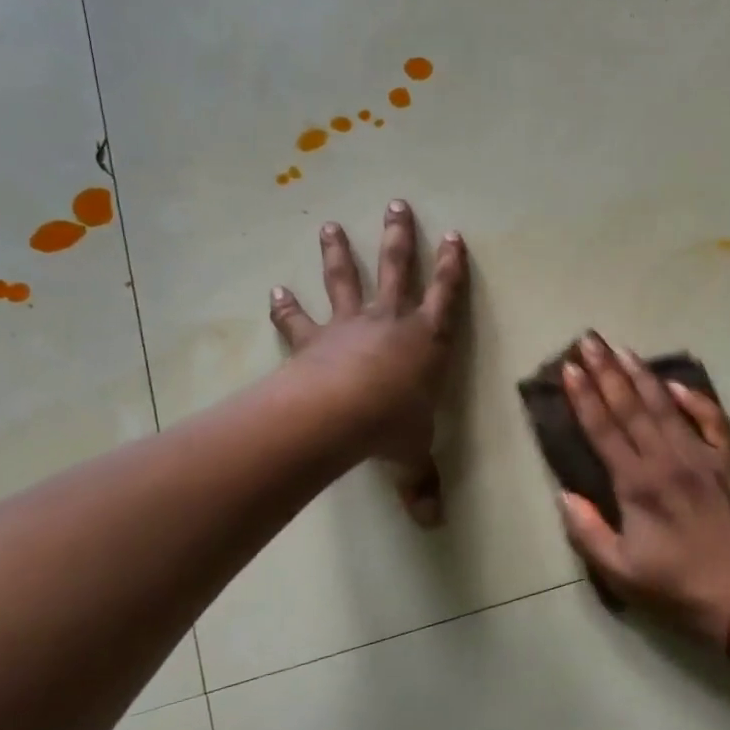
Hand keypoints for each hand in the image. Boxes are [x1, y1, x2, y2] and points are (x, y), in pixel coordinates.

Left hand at [270, 201, 466, 525]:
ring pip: (346, 280)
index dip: (452, 268)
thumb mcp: (413, 454)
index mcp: (427, 341)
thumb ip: (421, 483)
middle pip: (397, 270)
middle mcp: (390, 322)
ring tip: (330, 225)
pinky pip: (299, 320)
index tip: (454, 237)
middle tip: (396, 204)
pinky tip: (275, 291)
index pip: (447, 297)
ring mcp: (349, 326)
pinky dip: (286, 307)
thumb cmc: (392, 426)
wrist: (340, 414)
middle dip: (399, 237)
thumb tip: (432, 524)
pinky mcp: (314, 339)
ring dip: (339, 253)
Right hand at [558, 332, 729, 650]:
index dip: (584, 397)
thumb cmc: (681, 589)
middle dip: (607, 371)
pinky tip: (676, 383)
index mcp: (637, 484)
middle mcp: (667, 459)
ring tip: (622, 349)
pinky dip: (693, 398)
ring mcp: (703, 455)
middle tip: (590, 340)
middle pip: (630, 406)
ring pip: (666, 405)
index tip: (570, 367)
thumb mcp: (621, 573)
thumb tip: (564, 495)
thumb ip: (587, 531)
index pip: (603, 429)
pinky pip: (711, 419)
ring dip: (641, 375)